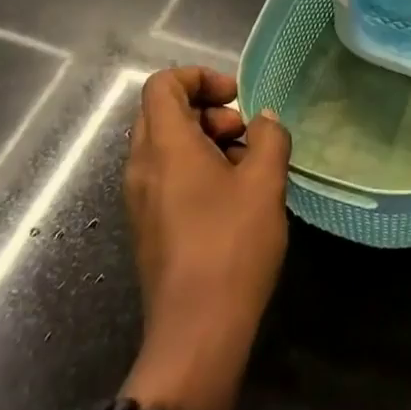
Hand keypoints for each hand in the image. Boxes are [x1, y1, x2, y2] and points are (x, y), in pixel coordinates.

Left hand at [122, 67, 290, 409]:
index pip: (163, 84)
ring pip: (167, 146)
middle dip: (208, 111)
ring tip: (248, 167)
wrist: (197, 332)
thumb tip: (264, 120)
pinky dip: (198, 169)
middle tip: (246, 134)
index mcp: (164, 146)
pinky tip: (234, 198)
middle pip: (163, 112)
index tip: (236, 97)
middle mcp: (142, 166)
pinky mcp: (149, 226)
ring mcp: (141, 199)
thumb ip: (269, 138)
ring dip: (207, 141)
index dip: (199, 77)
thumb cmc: (231, 245)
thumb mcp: (265, 183)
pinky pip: (167, 176)